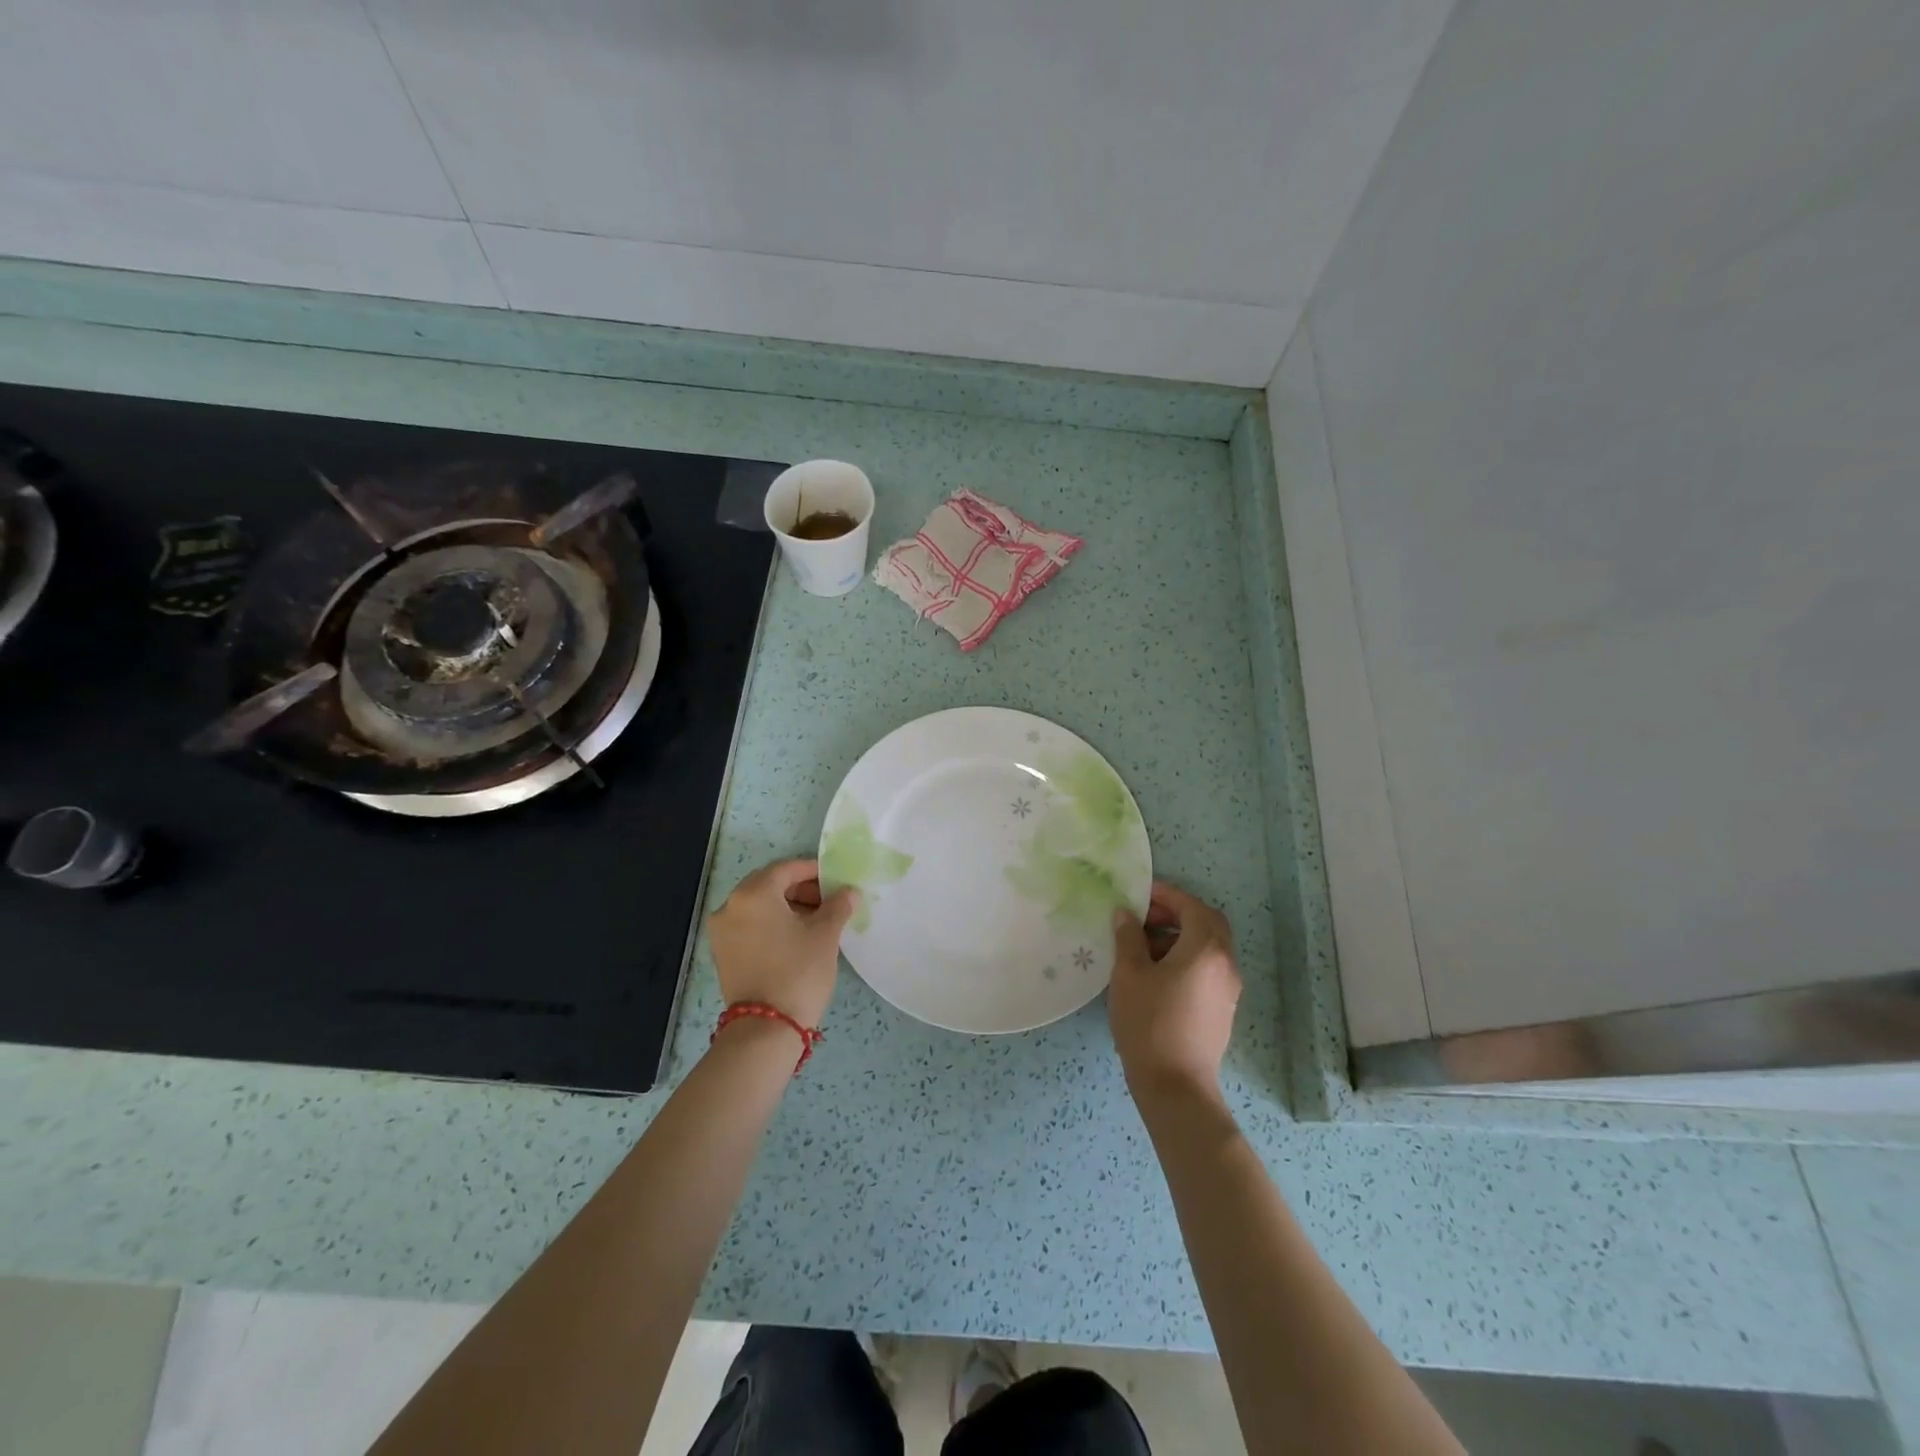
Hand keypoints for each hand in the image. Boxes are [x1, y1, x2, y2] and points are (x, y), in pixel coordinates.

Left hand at [707, 858, 858, 1028]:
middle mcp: (730, 906)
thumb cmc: (798, 972)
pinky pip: (750, 925)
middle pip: (769, 885)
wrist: (766, 1029)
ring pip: (758, 906)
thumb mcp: (825, 935)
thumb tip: (848, 892)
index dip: (813, 870)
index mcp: (753, 894)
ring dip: (786, 906)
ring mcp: (722, 932)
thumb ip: (838, 905)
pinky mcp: (723, 954)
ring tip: (816, 920)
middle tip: (828, 900)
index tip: (835, 879)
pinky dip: (771, 923)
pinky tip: (796, 937)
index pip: (786, 869)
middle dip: (800, 888)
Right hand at [1110, 881, 1241, 1103]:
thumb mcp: (1129, 973)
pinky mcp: (1223, 1008)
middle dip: (1177, 913)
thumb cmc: (1149, 1022)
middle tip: (1144, 917)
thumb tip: (1126, 914)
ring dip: (1180, 937)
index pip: (1192, 906)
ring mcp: (1228, 989)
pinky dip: (1187, 958)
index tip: (1140, 894)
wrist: (1175, 1085)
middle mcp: (1225, 964)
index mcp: (1206, 949)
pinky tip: (1157, 974)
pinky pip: (1208, 968)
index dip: (1167, 895)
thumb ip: (1128, 937)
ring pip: (1208, 947)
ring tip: (1143, 947)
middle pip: (1207, 924)